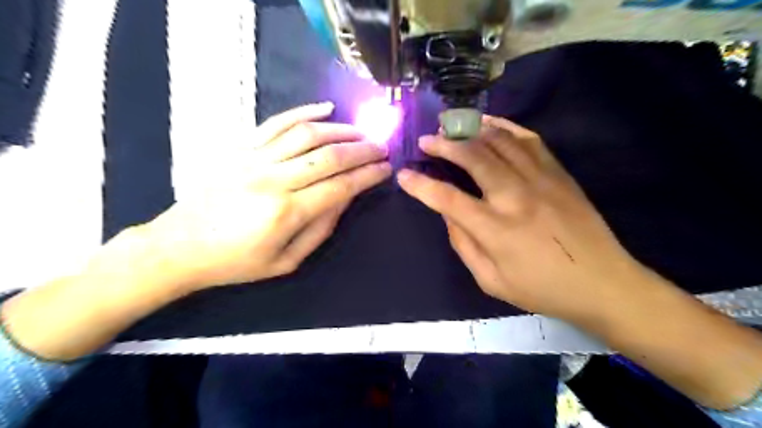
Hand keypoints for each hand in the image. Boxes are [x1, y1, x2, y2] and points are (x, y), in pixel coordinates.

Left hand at [137, 101, 388, 291]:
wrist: (179, 247)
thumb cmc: (236, 262)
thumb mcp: (286, 261)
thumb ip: (321, 228)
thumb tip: (345, 198)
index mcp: (287, 213)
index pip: (340, 186)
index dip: (367, 175)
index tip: (386, 168)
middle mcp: (274, 180)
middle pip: (329, 156)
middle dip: (362, 150)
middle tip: (381, 147)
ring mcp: (255, 159)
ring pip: (307, 134)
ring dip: (341, 130)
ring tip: (361, 133)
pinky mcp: (240, 148)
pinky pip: (276, 122)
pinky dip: (303, 112)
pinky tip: (325, 109)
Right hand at [397, 115, 645, 322]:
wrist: (603, 282)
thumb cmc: (542, 288)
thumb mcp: (491, 280)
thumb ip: (464, 245)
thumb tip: (448, 214)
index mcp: (495, 229)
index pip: (447, 198)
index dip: (420, 185)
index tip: (404, 175)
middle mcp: (515, 197)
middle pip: (472, 157)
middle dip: (443, 145)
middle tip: (426, 140)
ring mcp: (540, 179)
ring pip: (499, 141)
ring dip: (471, 130)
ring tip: (453, 126)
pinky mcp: (558, 173)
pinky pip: (528, 140)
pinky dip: (505, 127)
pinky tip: (490, 125)